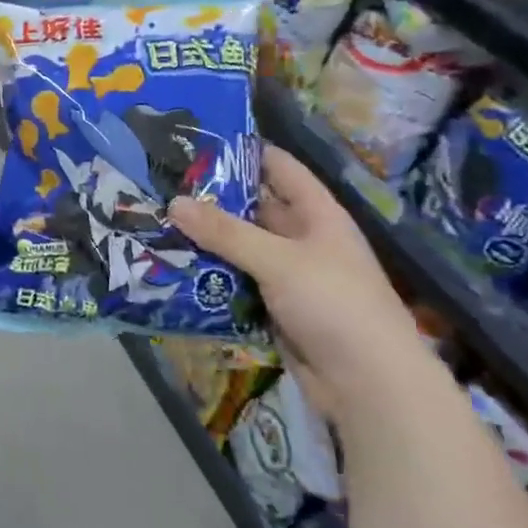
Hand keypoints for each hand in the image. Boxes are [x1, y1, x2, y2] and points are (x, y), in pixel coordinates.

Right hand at [169, 146, 433, 424]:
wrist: (369, 385)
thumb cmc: (335, 304)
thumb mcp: (278, 260)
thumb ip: (226, 232)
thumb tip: (173, 203)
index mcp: (318, 214)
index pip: (280, 168)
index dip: (244, 151)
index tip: (197, 141)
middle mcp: (303, 239)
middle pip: (254, 209)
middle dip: (213, 199)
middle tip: (163, 186)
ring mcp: (289, 276)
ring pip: (242, 248)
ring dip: (207, 241)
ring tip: (158, 224)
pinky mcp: (275, 309)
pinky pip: (238, 284)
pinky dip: (212, 277)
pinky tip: (175, 269)